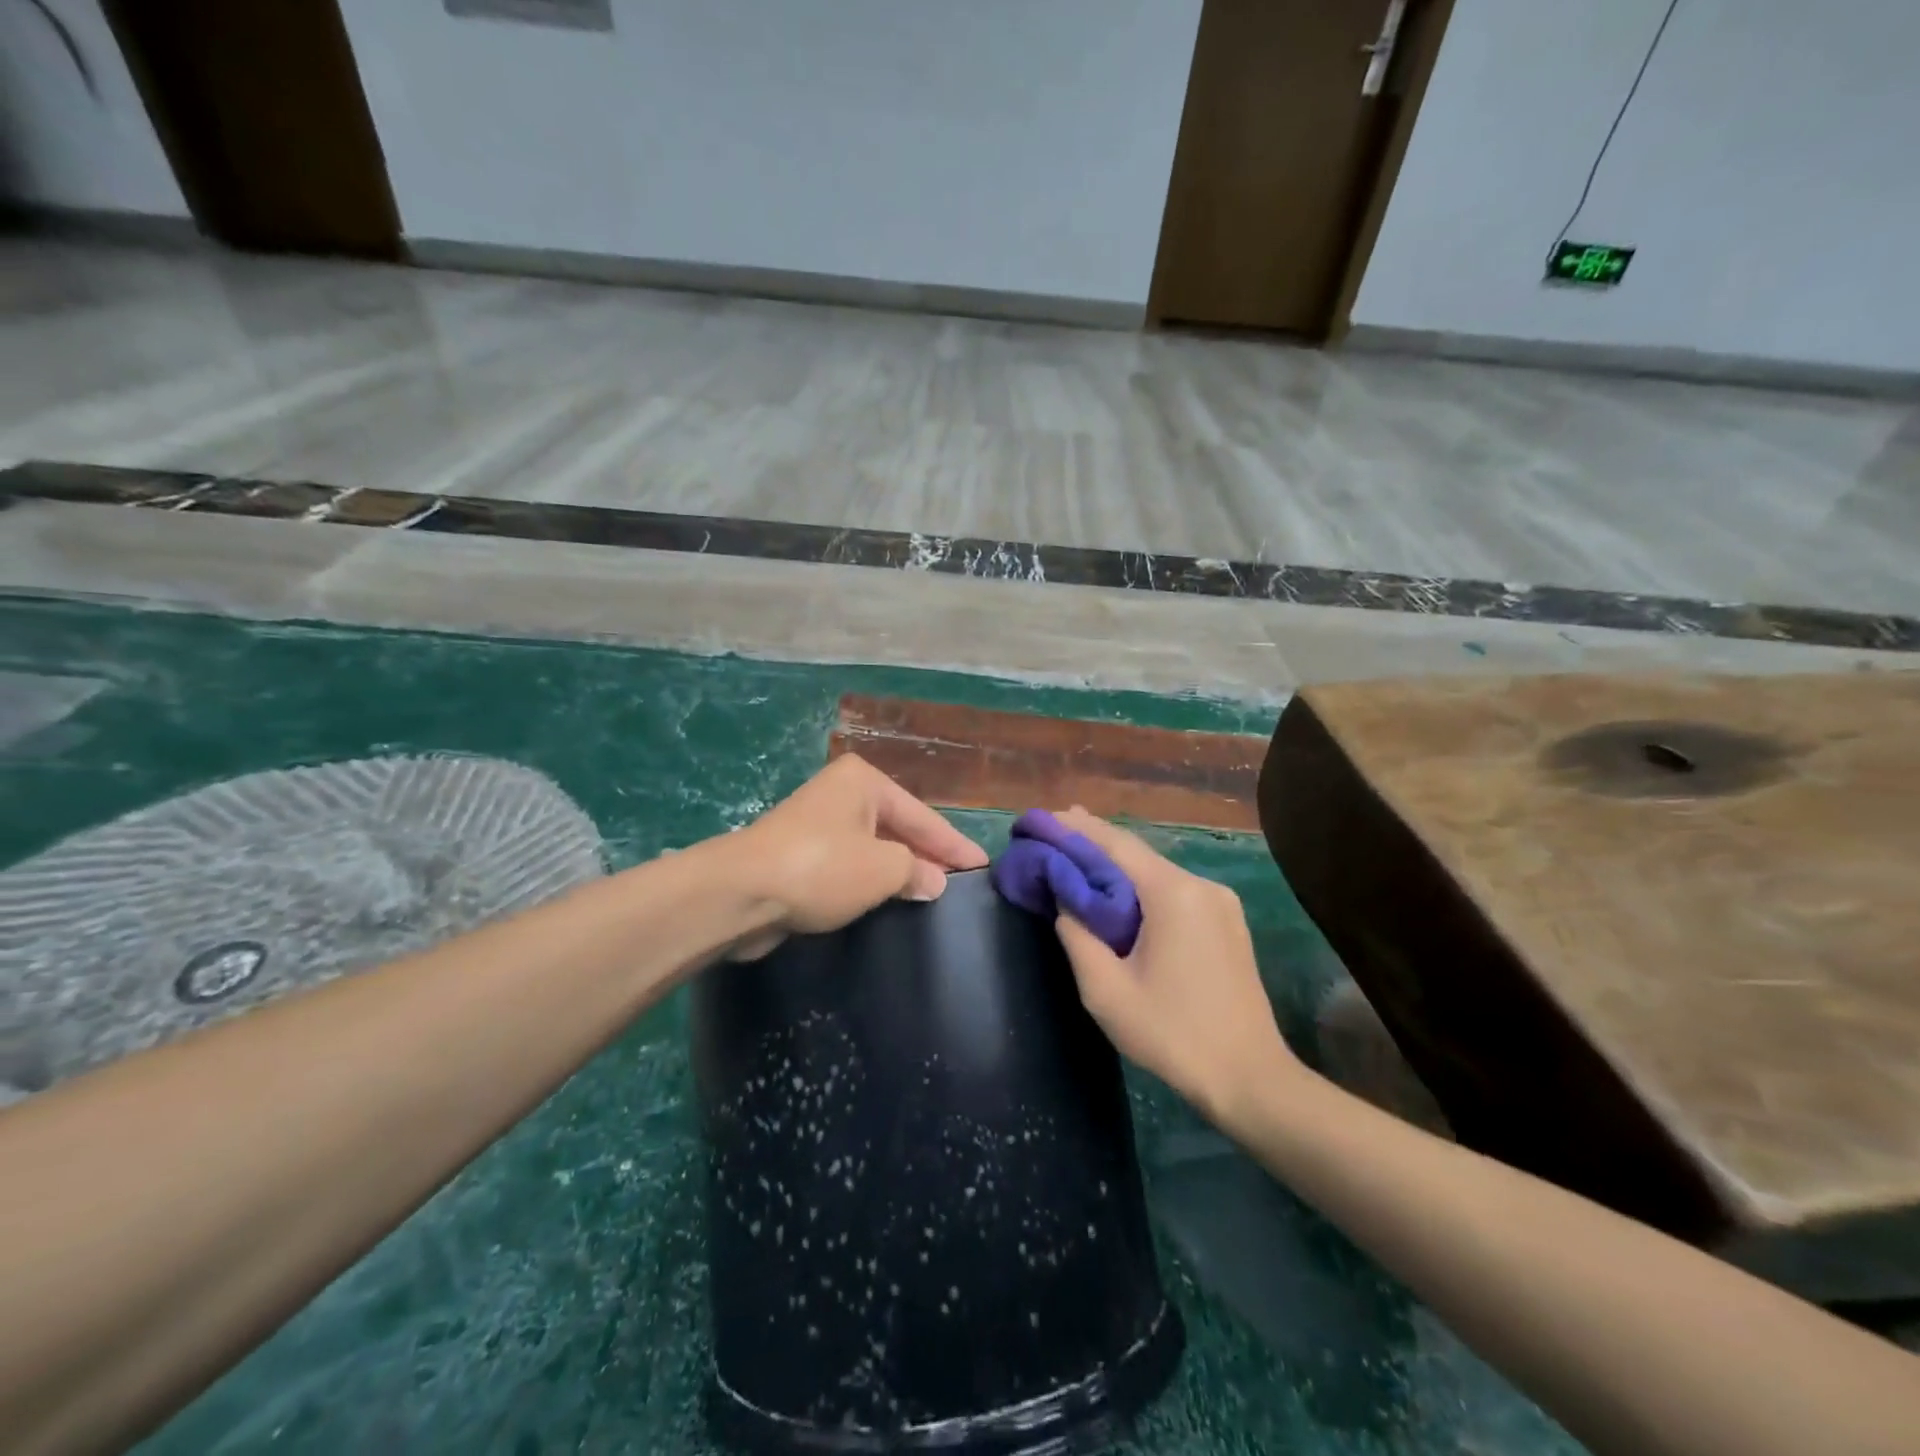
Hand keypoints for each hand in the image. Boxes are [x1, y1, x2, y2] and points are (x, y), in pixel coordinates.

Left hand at [730, 756, 987, 955]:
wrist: (740, 893)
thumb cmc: (822, 868)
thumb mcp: (883, 868)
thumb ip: (916, 871)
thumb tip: (932, 882)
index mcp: (864, 782)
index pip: (922, 816)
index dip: (954, 845)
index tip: (982, 865)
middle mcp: (841, 794)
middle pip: (897, 828)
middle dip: (927, 856)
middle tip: (959, 884)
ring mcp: (817, 824)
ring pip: (872, 848)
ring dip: (898, 871)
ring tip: (931, 896)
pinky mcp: (799, 855)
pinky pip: (849, 865)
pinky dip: (870, 881)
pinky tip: (888, 901)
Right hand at [1051, 809, 1298, 1125]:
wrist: (1251, 1080)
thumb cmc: (1172, 1035)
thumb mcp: (1106, 991)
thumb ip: (1077, 936)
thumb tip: (1063, 900)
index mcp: (1173, 894)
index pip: (1115, 845)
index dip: (1075, 829)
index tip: (1043, 819)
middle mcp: (1200, 885)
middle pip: (1137, 853)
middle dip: (1094, 841)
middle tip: (1054, 831)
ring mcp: (1220, 902)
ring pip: (1156, 871)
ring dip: (1117, 865)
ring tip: (1078, 855)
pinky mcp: (1227, 922)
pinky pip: (1174, 891)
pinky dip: (1141, 885)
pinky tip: (1120, 891)